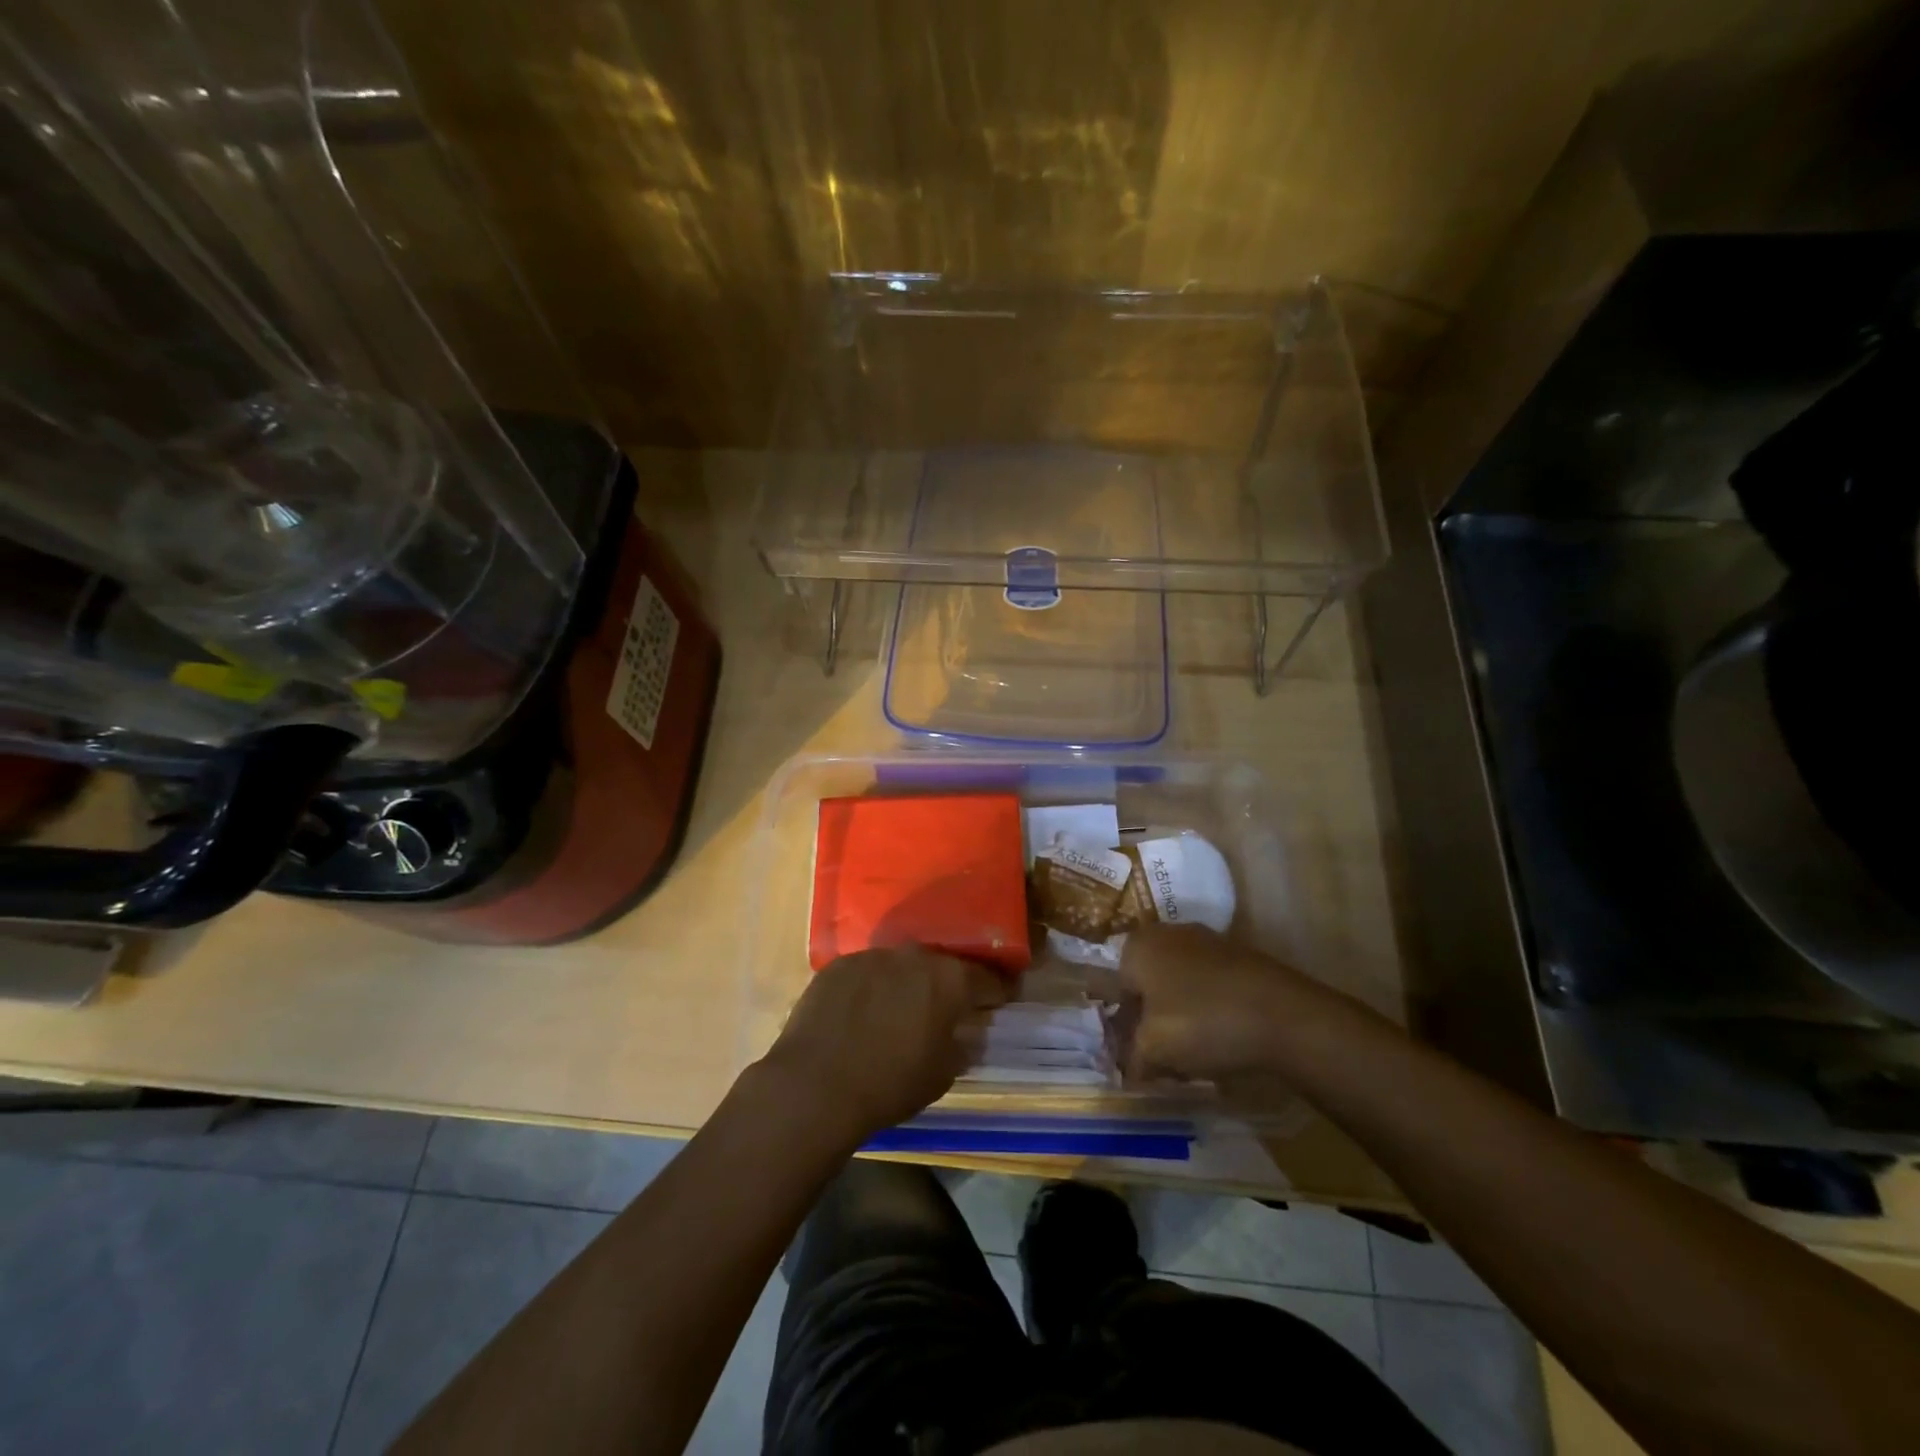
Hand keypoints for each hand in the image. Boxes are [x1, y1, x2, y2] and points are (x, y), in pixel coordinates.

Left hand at [761, 946, 1010, 1144]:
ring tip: (899, 1010)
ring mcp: (873, 955)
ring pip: (901, 965)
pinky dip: (872, 987)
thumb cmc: (890, 1084)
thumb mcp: (942, 1074)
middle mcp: (914, 956)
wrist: (815, 1085)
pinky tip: (862, 1012)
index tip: (1000, 1000)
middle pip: (942, 965)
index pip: (987, 977)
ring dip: (906, 983)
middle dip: (948, 984)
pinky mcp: (839, 964)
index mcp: (949, 979)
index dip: (997, 990)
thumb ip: (961, 1044)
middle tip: (946, 1007)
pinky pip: (867, 972)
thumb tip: (965, 1032)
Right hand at [1119, 923, 1309, 1080]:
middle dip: (1153, 1020)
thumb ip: (1132, 1058)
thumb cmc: (1202, 1023)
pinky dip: (1212, 1010)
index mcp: (1138, 945)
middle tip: (1165, 1058)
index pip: (1118, 988)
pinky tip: (1225, 1040)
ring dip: (1182, 1016)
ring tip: (1197, 1055)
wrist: (1284, 1016)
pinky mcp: (1241, 957)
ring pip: (1181, 985)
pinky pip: (1212, 987)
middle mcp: (1169, 933)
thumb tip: (1129, 1067)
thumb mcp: (1152, 1050)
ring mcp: (1209, 942)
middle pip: (1150, 984)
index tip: (1140, 1056)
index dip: (1126, 1026)